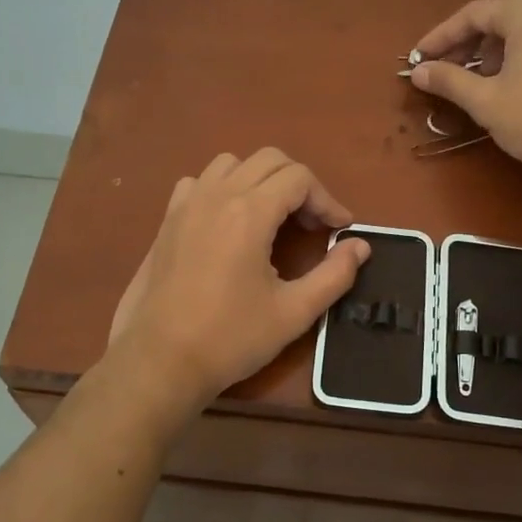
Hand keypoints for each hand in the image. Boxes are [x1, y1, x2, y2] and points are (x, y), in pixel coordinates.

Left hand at [107, 149, 371, 401]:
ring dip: (260, 180)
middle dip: (299, 184)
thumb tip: (361, 246)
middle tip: (311, 224)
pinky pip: (199, 183)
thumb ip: (334, 274)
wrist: (160, 361)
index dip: (327, 200)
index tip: (340, 230)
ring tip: (273, 217)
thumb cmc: (231, 338)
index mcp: (250, 212)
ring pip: (231, 164)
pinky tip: (228, 222)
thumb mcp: (294, 312)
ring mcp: (187, 205)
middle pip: (269, 160)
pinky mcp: (167, 221)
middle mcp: (217, 195)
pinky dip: (222, 189)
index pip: (300, 178)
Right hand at [409, 0, 521, 182]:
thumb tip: (419, 72)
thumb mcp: (485, 101)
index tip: (420, 58)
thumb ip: (449, 81)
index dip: (442, 34)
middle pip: (501, 5)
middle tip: (450, 60)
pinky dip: (517, 47)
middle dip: (470, 30)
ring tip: (476, 74)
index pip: (475, 12)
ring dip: (493, 39)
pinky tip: (507, 78)